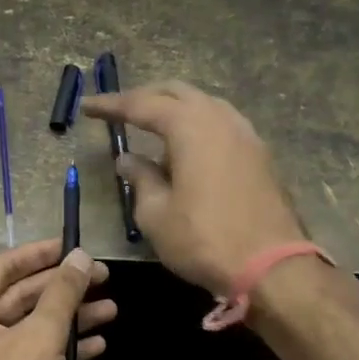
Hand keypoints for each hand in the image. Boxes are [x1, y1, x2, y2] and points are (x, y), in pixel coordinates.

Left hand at [0, 239, 115, 359]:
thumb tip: (81, 256)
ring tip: (111, 309)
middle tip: (103, 276)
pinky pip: (27, 354)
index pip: (3, 267)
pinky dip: (58, 348)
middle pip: (19, 296)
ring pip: (28, 327)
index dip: (42, 254)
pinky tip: (96, 344)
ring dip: (68, 318)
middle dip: (63, 289)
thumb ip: (62, 294)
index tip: (74, 244)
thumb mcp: (40, 339)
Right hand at [81, 81, 304, 294]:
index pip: (142, 105)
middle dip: (145, 97)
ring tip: (152, 129)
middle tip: (119, 111)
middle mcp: (220, 118)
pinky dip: (197, 126)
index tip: (87, 107)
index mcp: (190, 126)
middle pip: (177, 93)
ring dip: (175, 110)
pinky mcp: (259, 154)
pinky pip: (221, 124)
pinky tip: (187, 149)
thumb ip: (140, 179)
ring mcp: (245, 134)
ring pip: (204, 105)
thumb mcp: (156, 214)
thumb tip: (128, 159)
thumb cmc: (203, 239)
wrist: (272, 266)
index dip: (111, 105)